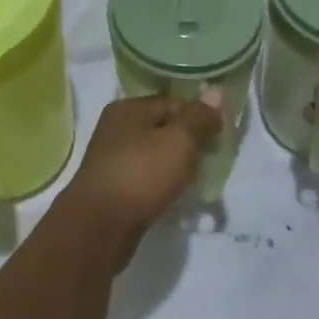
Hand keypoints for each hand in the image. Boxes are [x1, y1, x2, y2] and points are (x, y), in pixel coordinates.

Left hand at [63, 94, 220, 261]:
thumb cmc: (141, 176)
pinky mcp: (112, 186)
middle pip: (162, 127)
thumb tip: (215, 91)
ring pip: (153, 154)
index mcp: (128, 108)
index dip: (199, 117)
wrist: (99, 227)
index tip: (220, 139)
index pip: (173, 103)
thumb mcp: (177, 142)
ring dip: (175, 165)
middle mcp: (116, 127)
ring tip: (194, 182)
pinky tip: (173, 196)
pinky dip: (160, 183)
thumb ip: (198, 118)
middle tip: (209, 161)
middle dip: (187, 143)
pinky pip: (144, 176)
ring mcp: (111, 157)